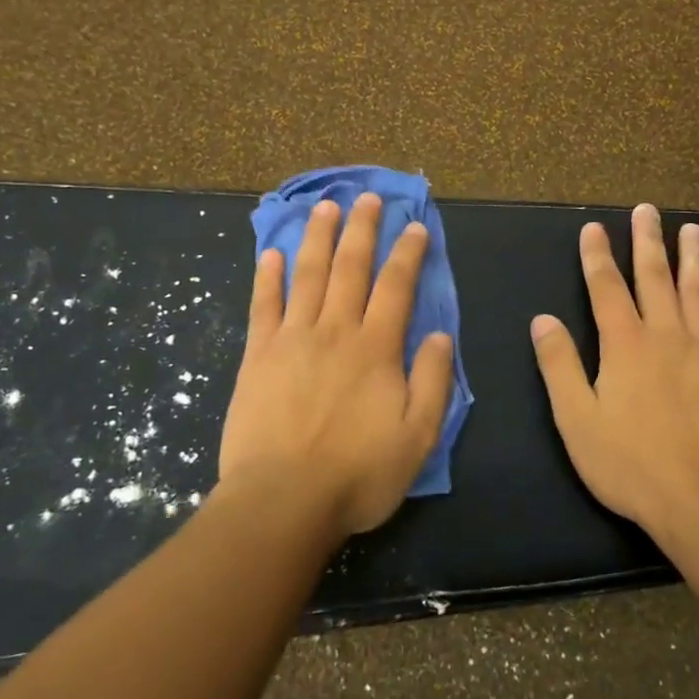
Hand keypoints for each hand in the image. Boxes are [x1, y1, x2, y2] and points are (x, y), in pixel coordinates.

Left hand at [217, 192, 454, 537]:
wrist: (282, 502)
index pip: (396, 287)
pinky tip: (272, 254)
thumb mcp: (417, 437)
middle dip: (361, 229)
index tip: (415, 225)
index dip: (407, 253)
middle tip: (367, 196)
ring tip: (324, 206)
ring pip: (308, 276)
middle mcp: (335, 331)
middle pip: (350, 268)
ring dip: (317, 237)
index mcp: (376, 349)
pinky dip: (268, 277)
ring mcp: (292, 340)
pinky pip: (263, 306)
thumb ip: (433, 382)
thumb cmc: (357, 474)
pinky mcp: (258, 357)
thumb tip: (440, 335)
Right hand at [530, 204, 698, 533]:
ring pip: (697, 293)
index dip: (597, 256)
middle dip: (647, 241)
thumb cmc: (628, 462)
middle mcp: (665, 336)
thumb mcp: (576, 418)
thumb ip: (559, 366)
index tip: (593, 227)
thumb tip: (543, 320)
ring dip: (693, 258)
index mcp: (624, 345)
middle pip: (654, 278)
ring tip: (693, 229)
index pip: (606, 289)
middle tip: (647, 210)